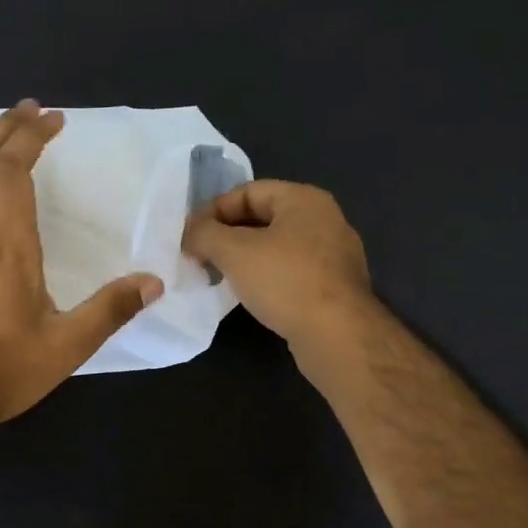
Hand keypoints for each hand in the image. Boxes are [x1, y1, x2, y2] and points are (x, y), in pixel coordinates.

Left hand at [0, 101, 162, 437]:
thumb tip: (153, 281)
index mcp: (7, 248)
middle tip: (31, 109)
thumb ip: (111, 310)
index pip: (12, 172)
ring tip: (3, 128)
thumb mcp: (68, 346)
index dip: (31, 138)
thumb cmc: (6, 370)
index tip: (54, 120)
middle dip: (5, 127)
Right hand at [183, 179, 375, 354]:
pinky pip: (292, 272)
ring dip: (245, 259)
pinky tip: (250, 296)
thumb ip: (205, 234)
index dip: (214, 210)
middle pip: (263, 218)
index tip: (190, 235)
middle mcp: (324, 220)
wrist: (337, 335)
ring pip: (277, 247)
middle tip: (200, 256)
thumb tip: (190, 234)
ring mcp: (334, 255)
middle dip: (228, 235)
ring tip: (219, 277)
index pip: (248, 191)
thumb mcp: (234, 251)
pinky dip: (267, 278)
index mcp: (304, 199)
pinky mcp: (335, 287)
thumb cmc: (286, 281)